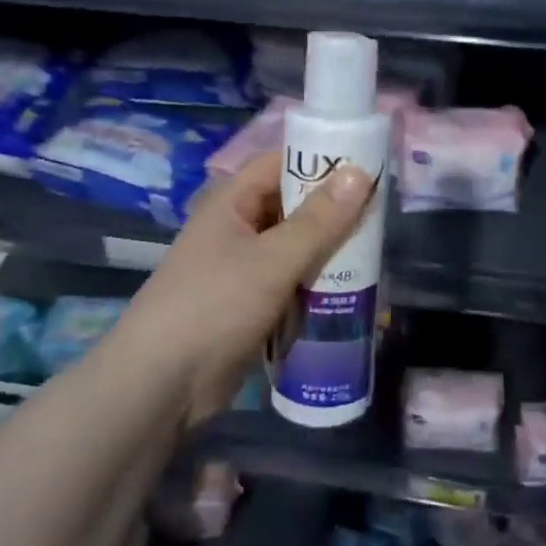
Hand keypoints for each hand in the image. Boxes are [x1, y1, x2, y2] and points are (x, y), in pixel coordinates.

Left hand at [108, 152, 375, 423]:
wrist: (163, 383)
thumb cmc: (215, 305)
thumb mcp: (272, 259)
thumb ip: (319, 220)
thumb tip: (360, 173)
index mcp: (232, 203)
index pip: (280, 164)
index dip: (321, 161)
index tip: (367, 168)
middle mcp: (237, 229)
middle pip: (292, 207)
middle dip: (333, 212)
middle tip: (382, 217)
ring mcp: (243, 269)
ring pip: (296, 248)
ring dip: (329, 252)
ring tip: (376, 253)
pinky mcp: (251, 305)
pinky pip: (292, 283)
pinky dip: (317, 284)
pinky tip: (351, 290)